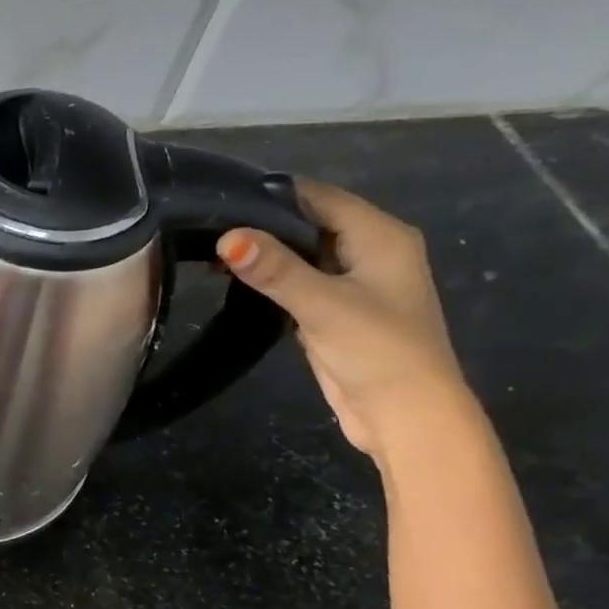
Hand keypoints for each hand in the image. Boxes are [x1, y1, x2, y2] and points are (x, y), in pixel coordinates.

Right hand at [217, 179, 472, 457]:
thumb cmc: (377, 351)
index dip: (271, 194)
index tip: (218, 198)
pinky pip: (298, 283)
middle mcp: (369, 251)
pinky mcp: (334, 312)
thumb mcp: (323, 305)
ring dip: (263, 254)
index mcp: (380, 236)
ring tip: (208, 253)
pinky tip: (234, 283)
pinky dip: (270, 280)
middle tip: (203, 227)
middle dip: (261, 224)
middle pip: (308, 223)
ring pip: (300, 255)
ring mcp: (352, 284)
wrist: (404, 414)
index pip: (318, 197)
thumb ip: (275, 270)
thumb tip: (226, 237)